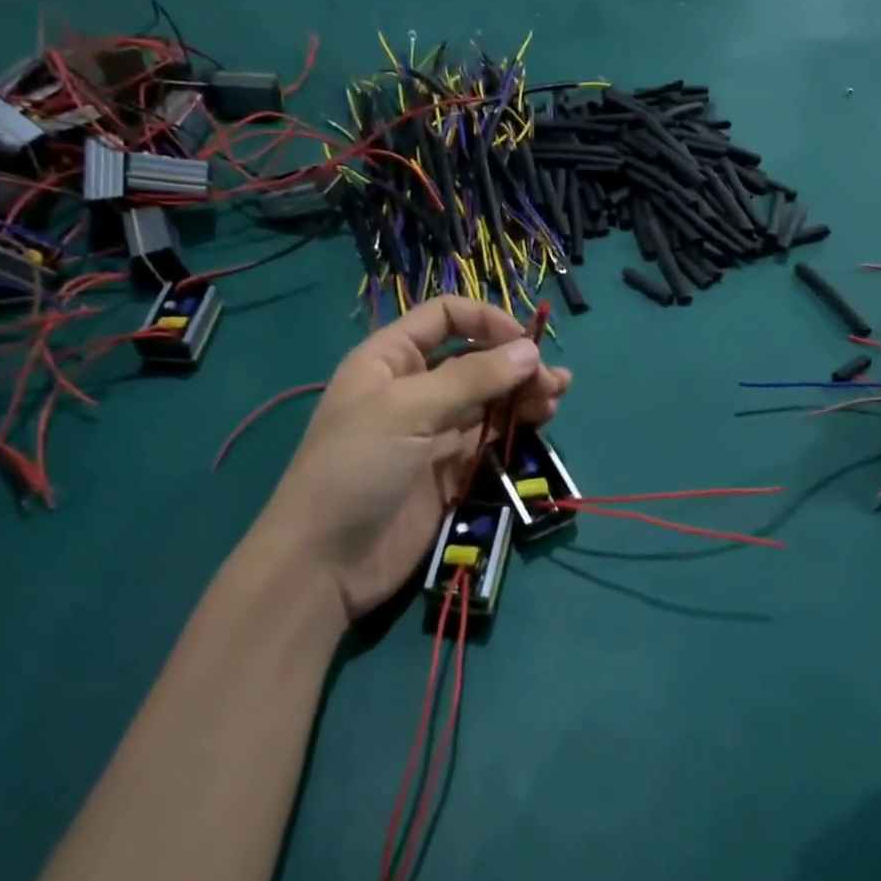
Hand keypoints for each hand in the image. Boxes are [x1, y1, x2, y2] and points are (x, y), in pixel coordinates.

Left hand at [259, 297, 570, 621]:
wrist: (324, 563)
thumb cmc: (357, 467)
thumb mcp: (408, 410)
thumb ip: (471, 377)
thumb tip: (530, 350)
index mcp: (389, 359)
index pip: (444, 317)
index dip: (485, 321)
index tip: (524, 342)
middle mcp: (413, 387)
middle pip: (474, 357)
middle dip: (514, 361)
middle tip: (552, 381)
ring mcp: (432, 429)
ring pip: (488, 397)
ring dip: (522, 391)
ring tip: (555, 397)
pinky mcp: (450, 468)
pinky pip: (490, 435)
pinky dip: (516, 424)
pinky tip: (541, 420)